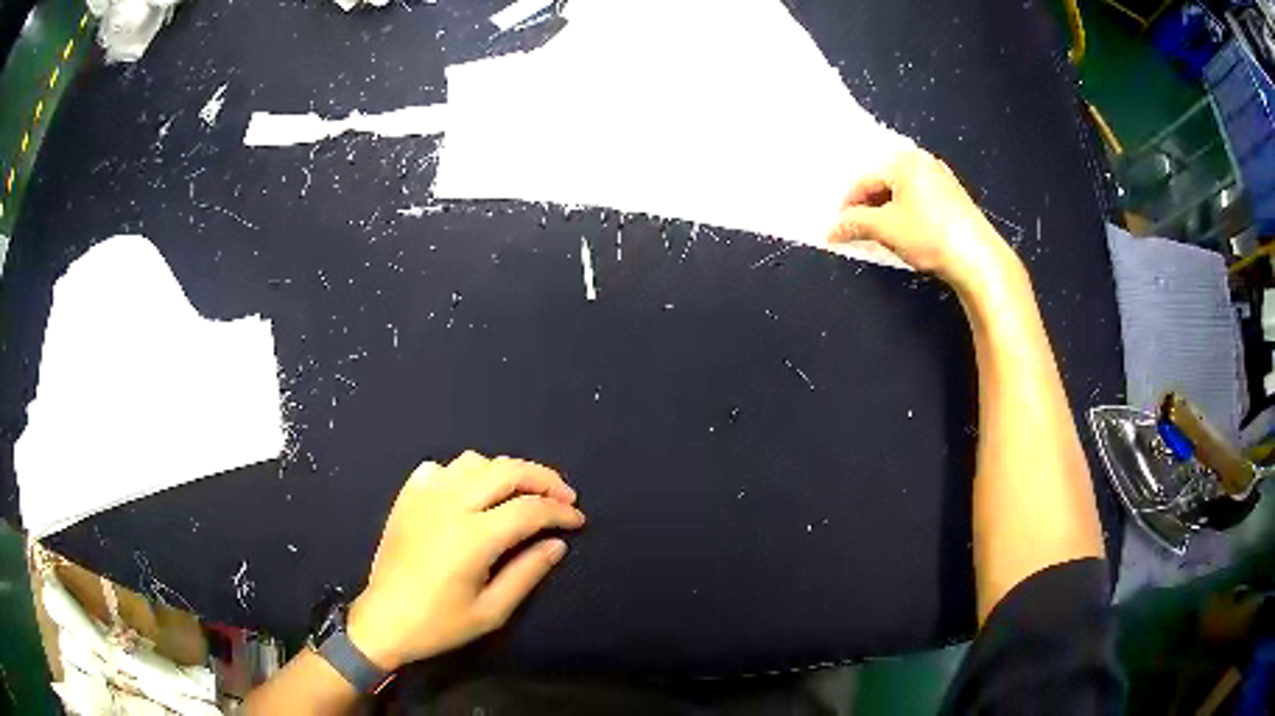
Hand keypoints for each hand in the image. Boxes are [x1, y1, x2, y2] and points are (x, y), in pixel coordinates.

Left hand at [346, 451, 584, 670]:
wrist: (384, 620)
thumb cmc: (440, 623)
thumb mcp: (492, 611)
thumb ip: (527, 573)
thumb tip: (558, 544)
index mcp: (473, 537)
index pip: (529, 509)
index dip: (560, 511)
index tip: (578, 520)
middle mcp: (450, 505)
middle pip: (507, 471)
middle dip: (543, 479)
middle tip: (563, 496)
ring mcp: (424, 496)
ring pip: (475, 462)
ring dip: (506, 472)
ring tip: (520, 494)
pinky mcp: (407, 497)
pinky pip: (441, 468)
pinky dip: (464, 474)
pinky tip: (470, 494)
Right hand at [828, 149, 1022, 294]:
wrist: (979, 260)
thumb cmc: (929, 236)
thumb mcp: (885, 229)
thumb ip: (854, 224)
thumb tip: (831, 230)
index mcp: (905, 160)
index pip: (865, 178)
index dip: (848, 203)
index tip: (837, 226)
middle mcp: (924, 162)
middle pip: (884, 181)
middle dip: (868, 206)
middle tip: (855, 229)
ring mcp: (942, 179)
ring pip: (903, 192)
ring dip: (886, 211)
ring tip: (877, 233)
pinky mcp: (955, 198)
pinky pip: (919, 200)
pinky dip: (906, 214)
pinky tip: (904, 233)